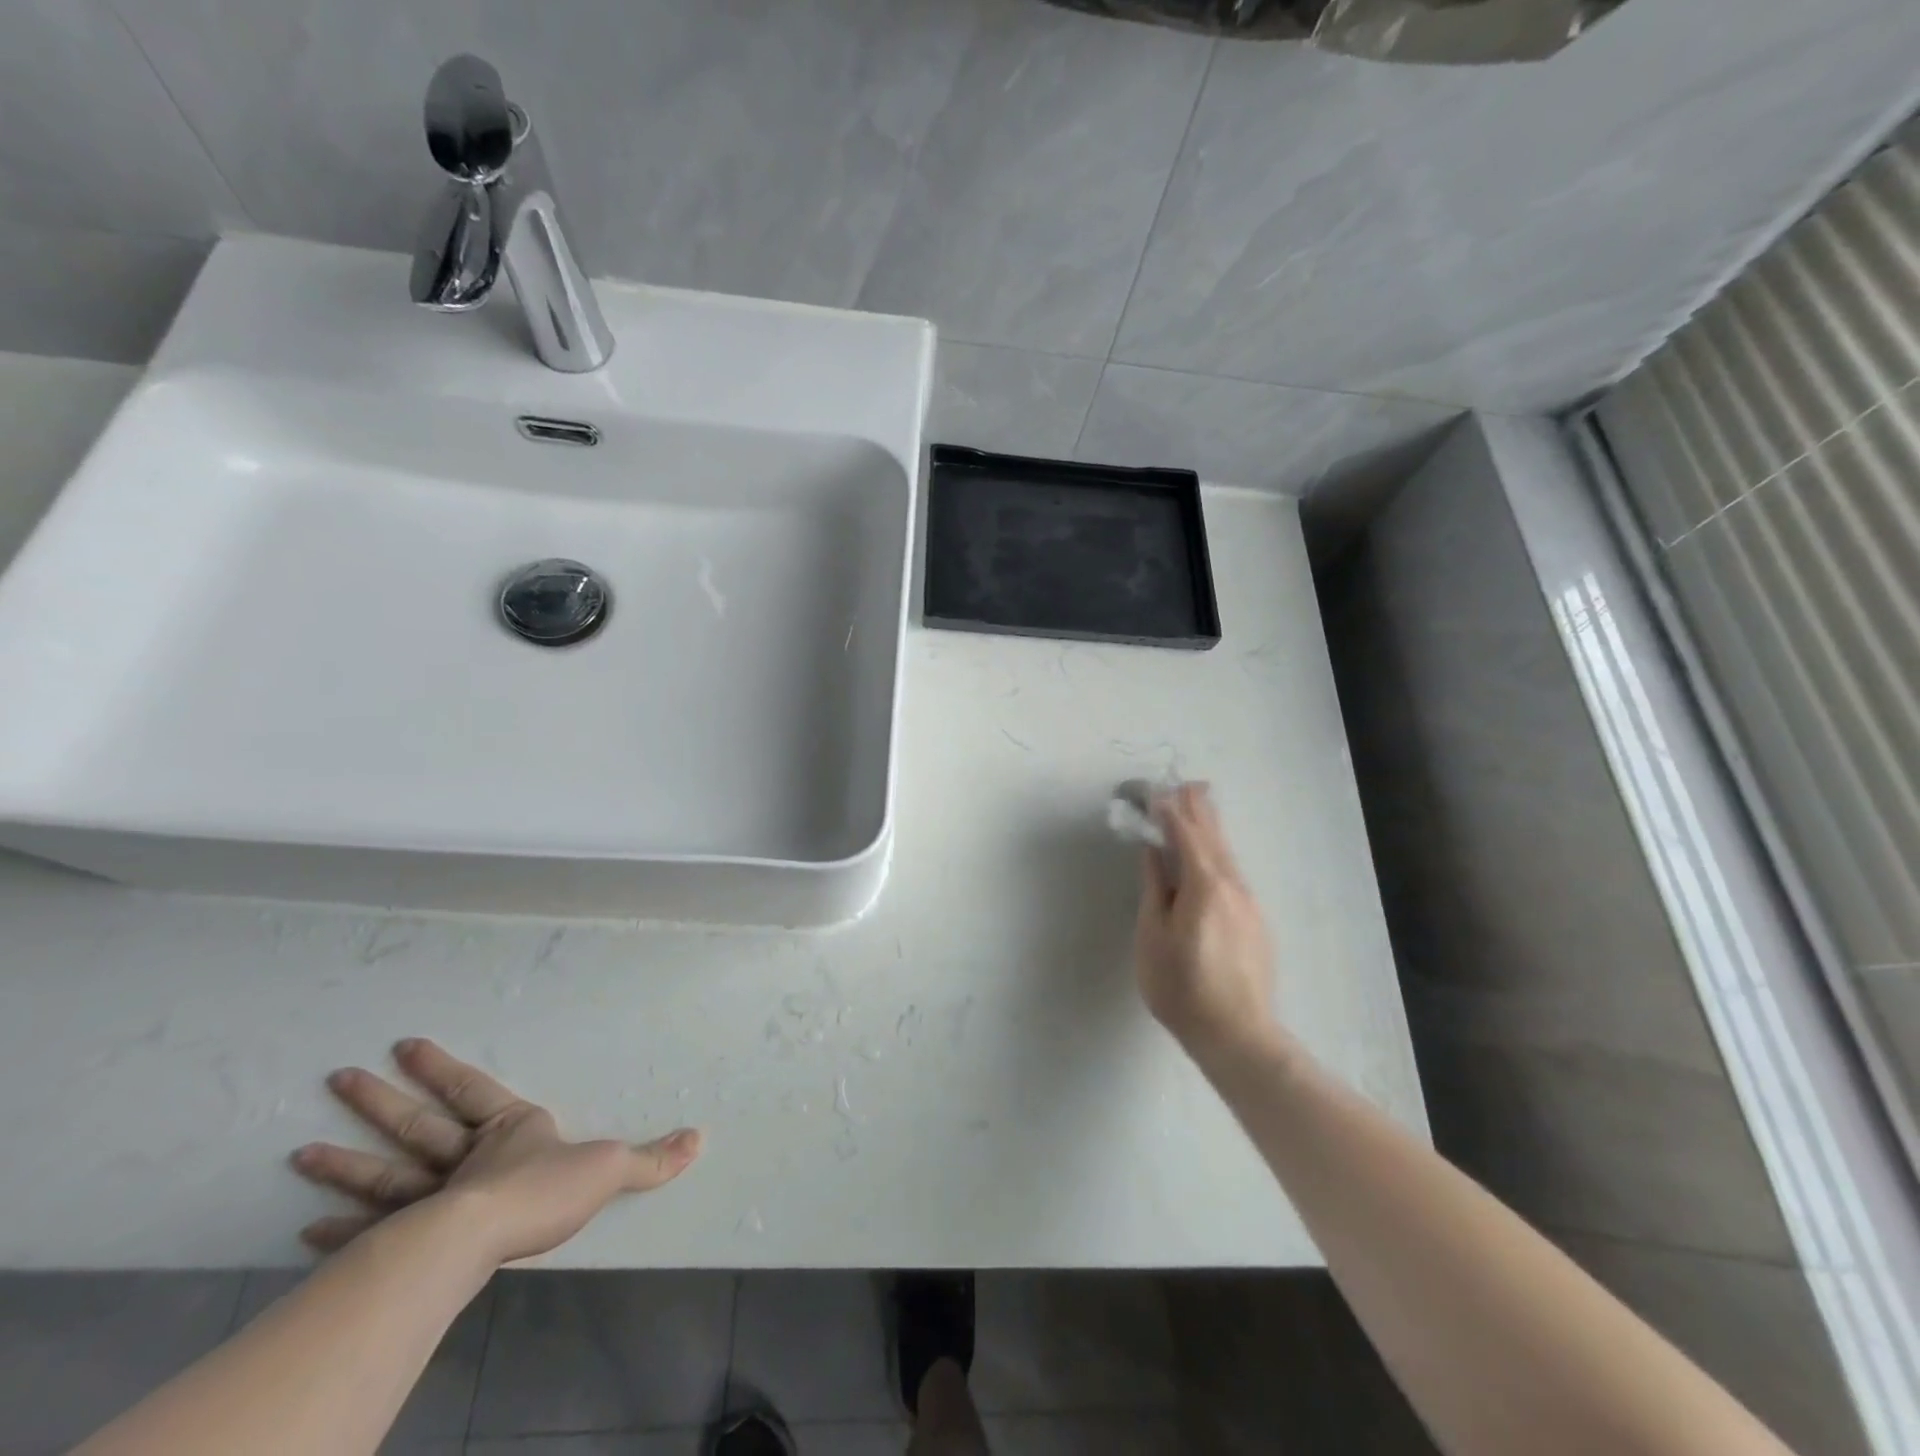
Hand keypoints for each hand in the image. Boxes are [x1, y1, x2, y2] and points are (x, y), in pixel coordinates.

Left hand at [290, 1038, 700, 1266]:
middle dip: (379, 1101)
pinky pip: (369, 1229)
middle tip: (337, 1078)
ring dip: (345, 1161)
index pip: (471, 1088)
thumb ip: (652, 1157)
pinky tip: (306, 1228)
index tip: (404, 1044)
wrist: (485, 1238)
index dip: (440, 1067)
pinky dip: (339, 1228)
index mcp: (507, 1130)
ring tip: (300, 1151)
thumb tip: (701, 1138)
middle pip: (416, 1123)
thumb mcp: (610, 1168)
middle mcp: (463, 1157)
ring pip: (384, 1171)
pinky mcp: (409, 1239)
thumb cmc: (544, 1191)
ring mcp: (429, 1198)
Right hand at [1134, 784, 1283, 1064]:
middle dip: (1198, 809)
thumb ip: (1155, 888)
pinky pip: (1234, 873)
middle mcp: (1232, 886)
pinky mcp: (1255, 921)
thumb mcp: (1153, 935)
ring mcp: (1249, 904)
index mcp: (1204, 885)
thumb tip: (1153, 851)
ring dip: (1212, 828)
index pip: (1185, 836)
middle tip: (1188, 782)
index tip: (1156, 791)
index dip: (1169, 812)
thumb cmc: (1181, 986)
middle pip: (1213, 837)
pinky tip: (1214, 854)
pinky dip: (1219, 852)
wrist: (1236, 1034)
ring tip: (1202, 805)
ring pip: (1227, 854)